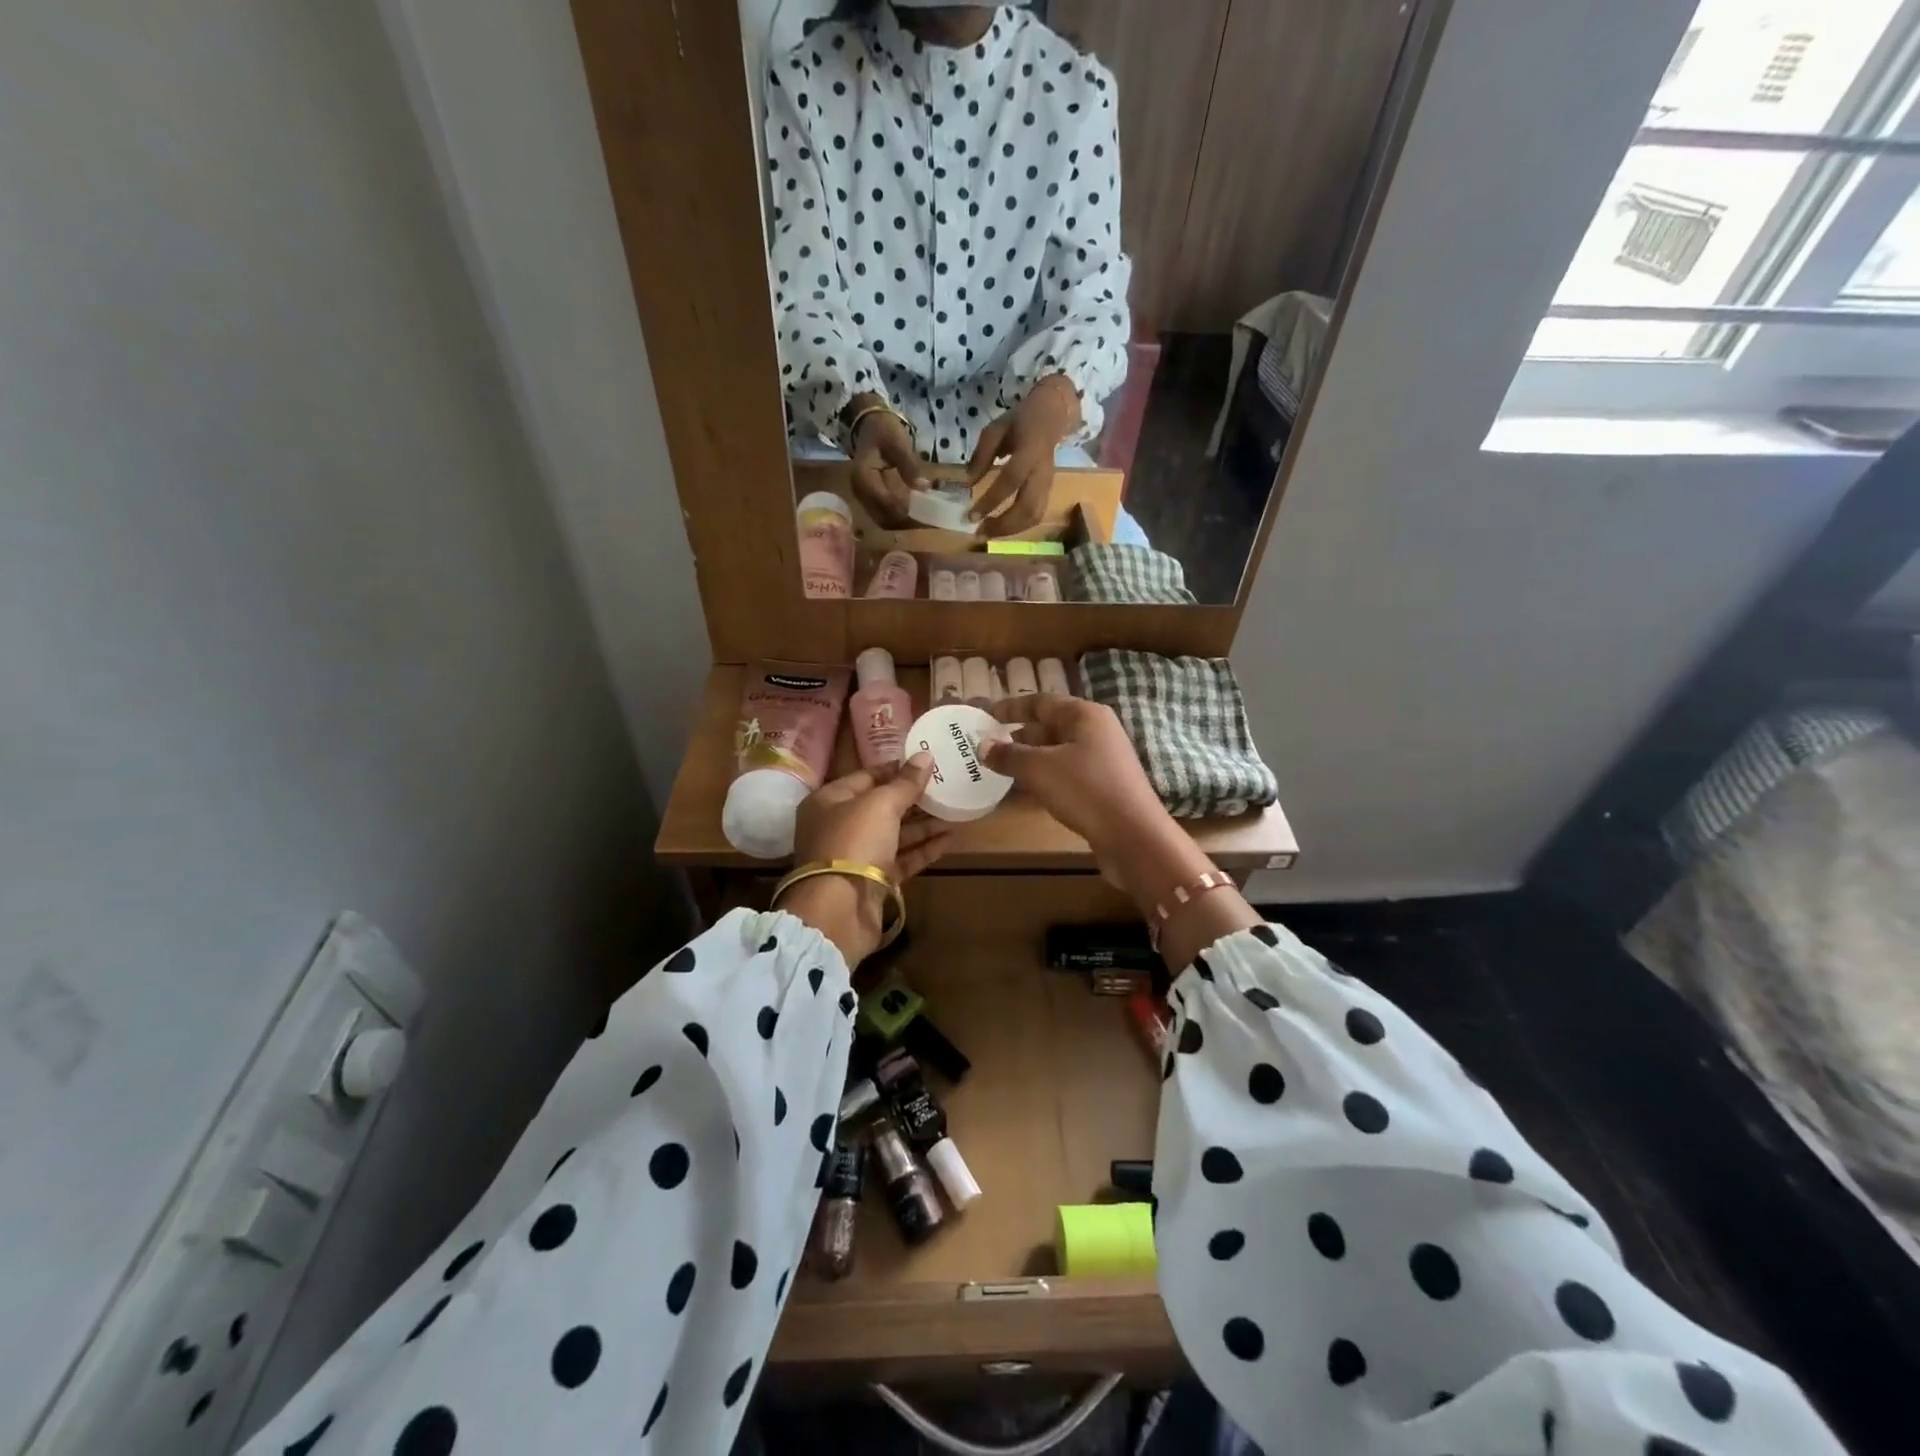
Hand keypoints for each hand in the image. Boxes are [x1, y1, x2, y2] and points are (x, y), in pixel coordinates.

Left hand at [783, 754, 950, 965]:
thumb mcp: (881, 804)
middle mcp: (839, 827)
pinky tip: (949, 838)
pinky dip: (923, 849)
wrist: (839, 910)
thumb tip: (925, 756)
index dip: (896, 769)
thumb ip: (905, 782)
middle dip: (913, 798)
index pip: (866, 777)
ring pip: (894, 834)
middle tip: (946, 786)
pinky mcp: (874, 881)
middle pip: (881, 807)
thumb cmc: (853, 842)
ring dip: (923, 824)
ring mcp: (856, 856)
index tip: (926, 763)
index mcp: (829, 801)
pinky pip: (902, 858)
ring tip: (955, 810)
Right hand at [847, 397, 926, 528]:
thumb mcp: (898, 443)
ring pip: (884, 520)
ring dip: (904, 524)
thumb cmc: (883, 430)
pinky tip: (916, 514)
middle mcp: (860, 492)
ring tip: (926, 520)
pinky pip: (884, 515)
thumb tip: (925, 489)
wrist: (869, 424)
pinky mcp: (869, 499)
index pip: (886, 504)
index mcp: (864, 477)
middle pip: (884, 518)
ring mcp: (863, 497)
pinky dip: (900, 518)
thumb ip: (910, 466)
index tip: (929, 517)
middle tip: (931, 522)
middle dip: (907, 523)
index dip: (908, 513)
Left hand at [966, 373, 1080, 537]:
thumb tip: (966, 484)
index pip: (1009, 482)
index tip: (971, 516)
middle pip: (1027, 508)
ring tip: (989, 533)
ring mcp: (1048, 484)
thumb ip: (981, 456)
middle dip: (1002, 525)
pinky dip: (1018, 526)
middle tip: (980, 532)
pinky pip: (1036, 515)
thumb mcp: (995, 430)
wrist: (1052, 414)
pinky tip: (1001, 527)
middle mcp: (1041, 472)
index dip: (990, 501)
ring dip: (1011, 530)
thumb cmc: (1019, 421)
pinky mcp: (1049, 491)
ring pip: (1034, 516)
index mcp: (1029, 452)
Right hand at [980, 695, 1176, 887]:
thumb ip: (1008, 755)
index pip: (1041, 702)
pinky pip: (1065, 773)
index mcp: (1085, 715)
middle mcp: (1096, 731)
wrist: (1133, 836)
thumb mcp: (1039, 769)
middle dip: (1018, 734)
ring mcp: (1102, 760)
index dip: (1011, 707)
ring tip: (999, 767)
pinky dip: (1043, 776)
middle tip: (987, 744)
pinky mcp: (1102, 786)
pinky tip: (1025, 789)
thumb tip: (981, 745)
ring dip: (1029, 757)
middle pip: (1050, 726)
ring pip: (1057, 751)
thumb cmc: (1085, 790)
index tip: (985, 713)